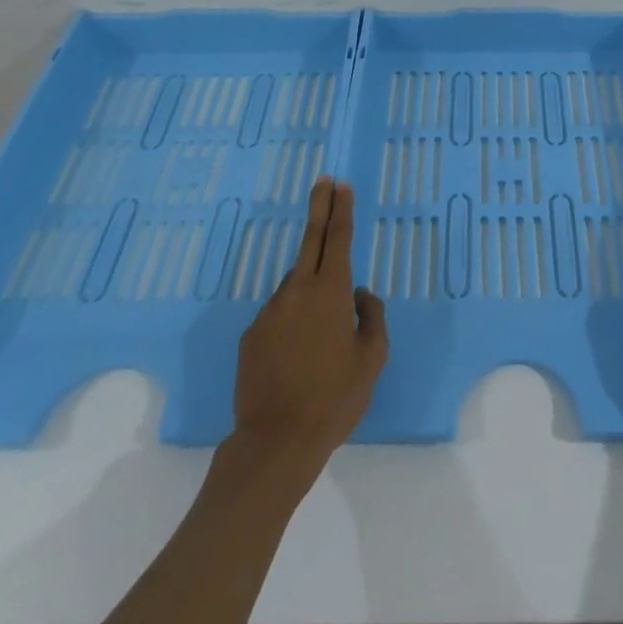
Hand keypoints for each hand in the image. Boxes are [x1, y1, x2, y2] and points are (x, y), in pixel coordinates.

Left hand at [232, 178, 387, 478]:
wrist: (275, 443)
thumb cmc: (334, 399)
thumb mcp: (372, 360)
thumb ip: (371, 318)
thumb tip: (361, 295)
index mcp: (331, 292)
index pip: (338, 238)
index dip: (341, 209)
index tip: (341, 185)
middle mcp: (298, 291)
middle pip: (311, 238)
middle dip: (320, 206)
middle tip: (324, 180)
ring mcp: (270, 311)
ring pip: (295, 285)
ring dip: (309, 287)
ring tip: (320, 333)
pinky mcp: (251, 334)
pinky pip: (278, 314)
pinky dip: (291, 320)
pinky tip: (297, 356)